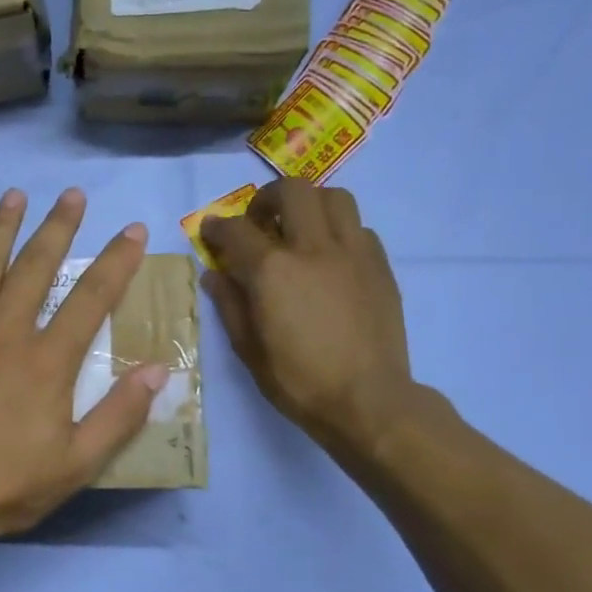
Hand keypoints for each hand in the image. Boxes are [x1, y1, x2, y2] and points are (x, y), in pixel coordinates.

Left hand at [0, 188, 168, 552]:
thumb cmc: (4, 487)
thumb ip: (119, 416)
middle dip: (57, 228)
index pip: (90, 299)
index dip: (116, 262)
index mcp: (46, 362)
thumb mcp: (76, 465)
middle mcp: (2, 334)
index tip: (132, 231)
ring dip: (0, 229)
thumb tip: (159, 371)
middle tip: (72, 195)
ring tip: (14, 196)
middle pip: (34, 268)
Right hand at [201, 179, 421, 465]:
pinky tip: (329, 258)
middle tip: (259, 222)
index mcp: (272, 271)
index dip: (217, 227)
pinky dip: (338, 231)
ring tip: (299, 230)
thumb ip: (230, 304)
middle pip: (292, 191)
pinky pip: (359, 228)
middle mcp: (313, 248)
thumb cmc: (298, 381)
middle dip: (267, 198)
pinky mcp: (380, 265)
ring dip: (309, 205)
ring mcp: (353, 252)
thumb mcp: (248, 349)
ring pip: (334, 197)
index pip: (236, 230)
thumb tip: (215, 275)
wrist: (367, 400)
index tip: (211, 232)